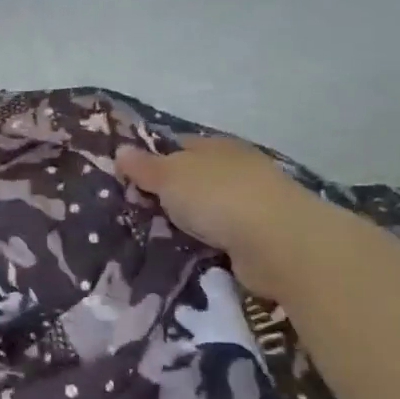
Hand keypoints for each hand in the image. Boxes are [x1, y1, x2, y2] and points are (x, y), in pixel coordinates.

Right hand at [116, 135, 318, 296]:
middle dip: (169, 193)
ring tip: (154, 237)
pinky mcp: (261, 237)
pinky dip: (206, 243)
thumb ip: (144, 166)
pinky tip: (186, 253)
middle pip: (193, 178)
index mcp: (216, 145)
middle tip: (135, 211)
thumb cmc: (218, 197)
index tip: (127, 177)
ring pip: (208, 209)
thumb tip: (120, 150)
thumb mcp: (170, 176)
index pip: (178, 145)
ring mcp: (252, 203)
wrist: (279, 244)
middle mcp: (236, 169)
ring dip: (188, 221)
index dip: (153, 158)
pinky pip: (222, 237)